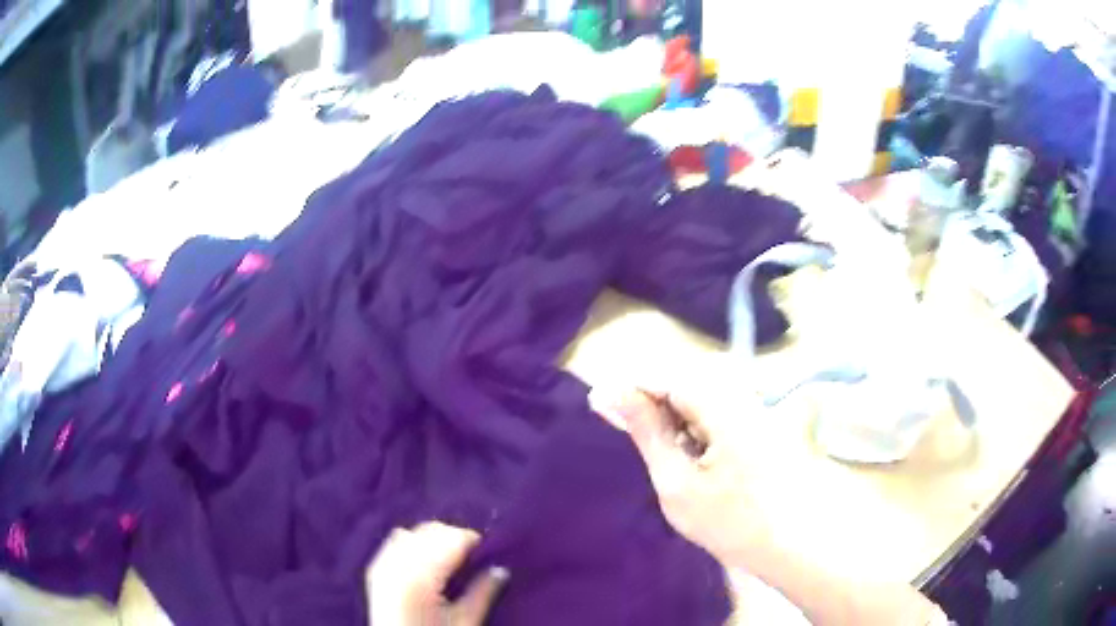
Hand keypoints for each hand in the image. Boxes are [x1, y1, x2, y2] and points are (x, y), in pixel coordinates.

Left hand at [366, 522, 507, 625]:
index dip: (473, 541)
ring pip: (411, 532)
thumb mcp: (466, 622)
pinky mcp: (375, 571)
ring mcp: (382, 566)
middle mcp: (398, 564)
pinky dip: (411, 544)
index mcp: (422, 577)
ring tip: (449, 559)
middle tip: (473, 556)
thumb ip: (484, 592)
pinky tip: (424, 561)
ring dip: (432, 539)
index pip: (452, 539)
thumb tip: (501, 569)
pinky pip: (393, 543)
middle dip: (453, 538)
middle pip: (430, 531)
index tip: (489, 550)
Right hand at [590, 385, 770, 565]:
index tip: (599, 404)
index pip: (668, 377)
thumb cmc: (732, 523)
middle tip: (625, 434)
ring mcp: (758, 413)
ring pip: (702, 402)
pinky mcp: (763, 429)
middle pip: (686, 386)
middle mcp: (746, 399)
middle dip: (652, 406)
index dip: (632, 387)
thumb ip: (647, 433)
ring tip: (663, 459)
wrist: (792, 548)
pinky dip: (696, 433)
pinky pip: (719, 417)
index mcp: (726, 407)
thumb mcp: (677, 483)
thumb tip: (610, 394)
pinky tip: (691, 463)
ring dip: (673, 422)